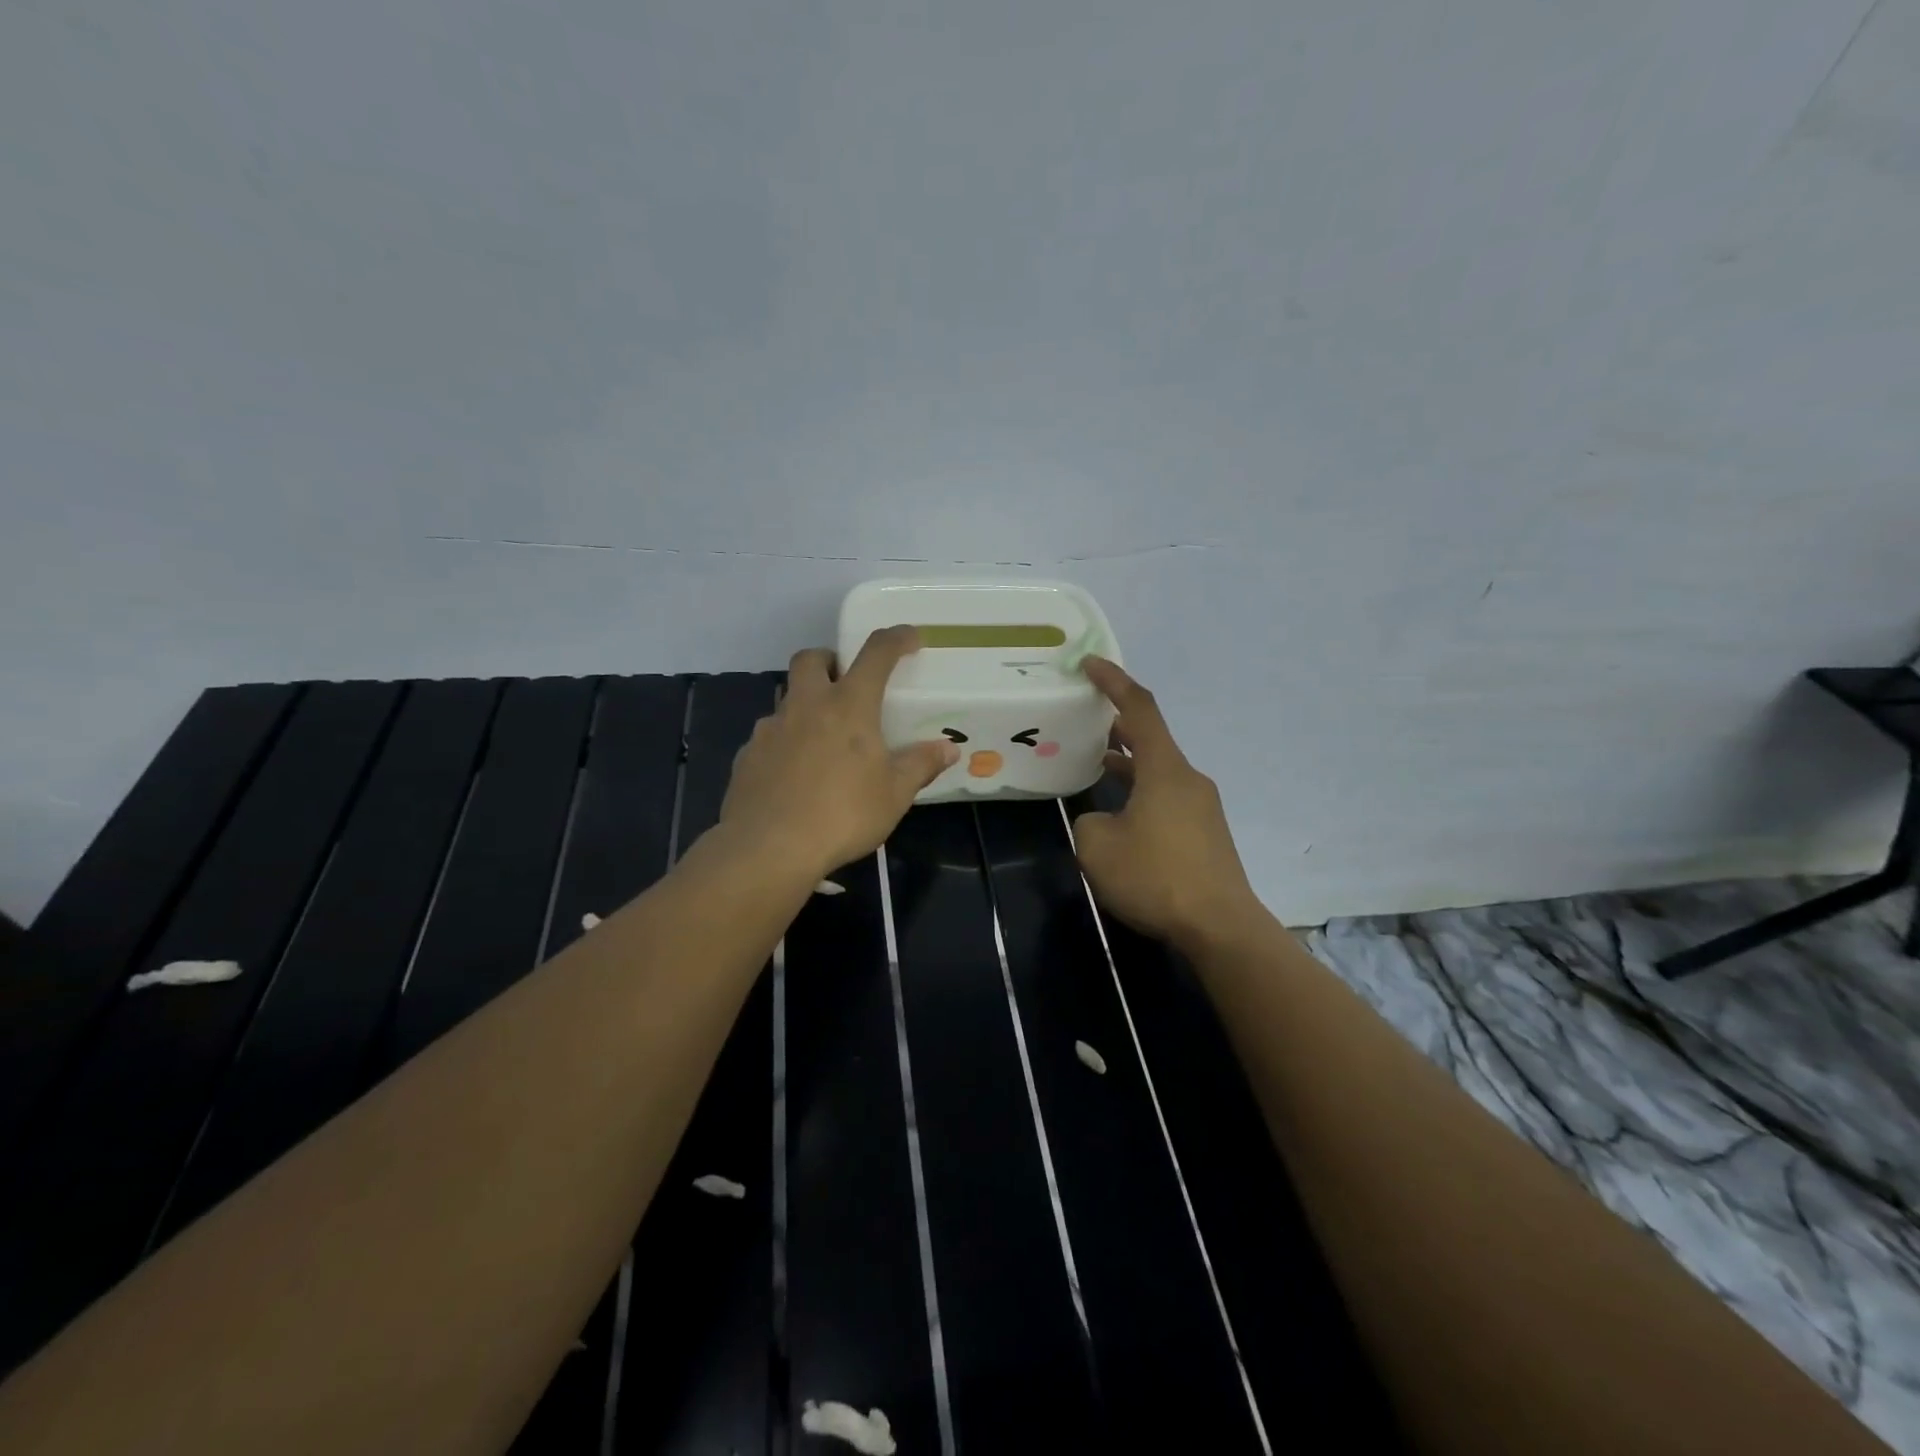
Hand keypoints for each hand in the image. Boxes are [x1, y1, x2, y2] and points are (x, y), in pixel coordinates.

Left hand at [720, 626, 958, 879]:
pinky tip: (795, 772)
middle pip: (811, 659)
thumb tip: (949, 749)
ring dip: (806, 702)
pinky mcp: (747, 755)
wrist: (768, 848)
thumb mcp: (894, 794)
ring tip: (823, 737)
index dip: (895, 639)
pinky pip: (769, 735)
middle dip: (830, 660)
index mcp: (848, 706)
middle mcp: (806, 706)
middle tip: (847, 683)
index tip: (909, 638)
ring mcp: (771, 728)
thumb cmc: (843, 815)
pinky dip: (786, 741)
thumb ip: (920, 765)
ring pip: (787, 696)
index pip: (875, 654)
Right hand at [1073, 657, 1261, 949]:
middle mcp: (1188, 778)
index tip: (1091, 663)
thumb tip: (1102, 822)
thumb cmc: (1156, 877)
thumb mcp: (1097, 848)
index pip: (1139, 709)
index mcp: (1164, 769)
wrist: (1220, 926)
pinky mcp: (1206, 833)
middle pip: (1151, 739)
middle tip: (1084, 722)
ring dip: (1128, 764)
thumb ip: (1089, 822)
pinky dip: (1141, 792)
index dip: (1114, 681)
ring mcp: (1202, 806)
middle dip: (1117, 726)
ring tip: (1095, 764)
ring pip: (1158, 771)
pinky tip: (1121, 816)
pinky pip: (1167, 797)